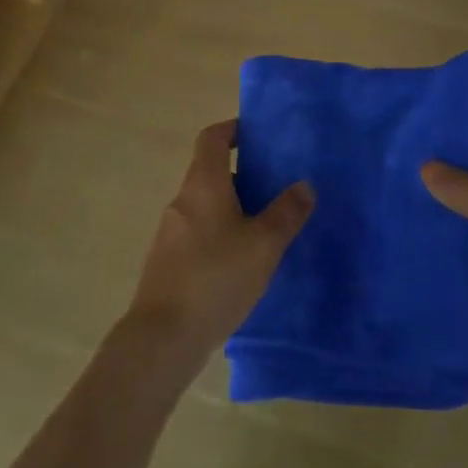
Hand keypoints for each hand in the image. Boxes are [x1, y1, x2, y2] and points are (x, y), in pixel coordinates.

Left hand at [125, 120, 314, 367]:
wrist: (162, 337)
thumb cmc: (216, 277)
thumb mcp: (263, 244)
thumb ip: (286, 212)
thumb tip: (304, 184)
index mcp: (203, 183)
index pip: (212, 137)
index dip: (232, 129)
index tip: (257, 136)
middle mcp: (183, 199)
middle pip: (209, 171)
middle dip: (241, 173)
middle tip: (274, 186)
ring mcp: (171, 231)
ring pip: (205, 204)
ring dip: (232, 206)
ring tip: (264, 226)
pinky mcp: (167, 261)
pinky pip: (198, 232)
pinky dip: (219, 233)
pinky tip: (241, 262)